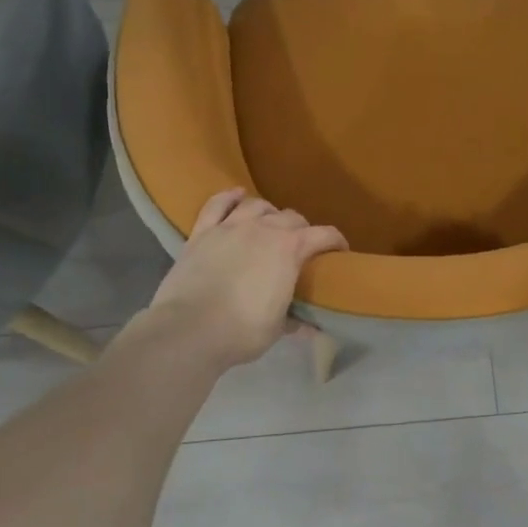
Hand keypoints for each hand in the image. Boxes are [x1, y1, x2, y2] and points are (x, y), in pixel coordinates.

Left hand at [142, 189, 346, 370]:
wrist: (188, 330)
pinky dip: (229, 197)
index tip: (339, 252)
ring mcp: (230, 227)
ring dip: (269, 213)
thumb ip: (295, 321)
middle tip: (301, 247)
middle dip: (302, 230)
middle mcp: (264, 229)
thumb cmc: (241, 331)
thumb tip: (310, 327)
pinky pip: (217, 204)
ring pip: (257, 206)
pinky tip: (237, 195)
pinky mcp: (202, 232)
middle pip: (292, 217)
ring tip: (270, 225)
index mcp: (290, 249)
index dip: (336, 242)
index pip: (324, 235)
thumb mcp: (277, 329)